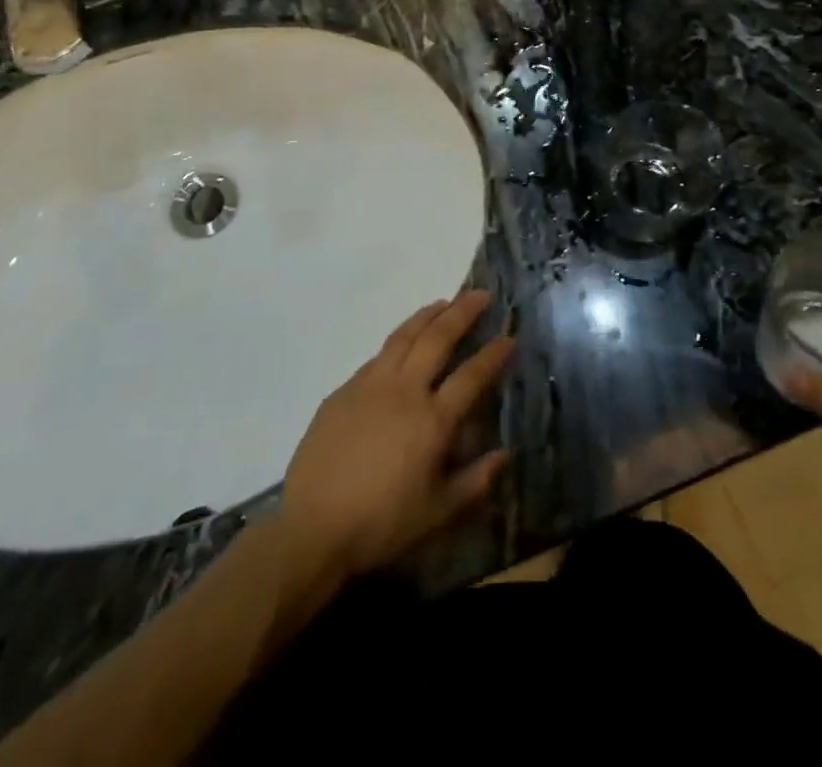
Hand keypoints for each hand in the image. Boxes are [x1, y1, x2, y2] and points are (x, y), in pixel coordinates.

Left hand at [281, 290, 513, 581]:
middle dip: (462, 312)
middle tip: (479, 295)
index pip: (471, 375)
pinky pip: (377, 356)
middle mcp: (403, 390)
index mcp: (432, 420)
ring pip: (403, 336)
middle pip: (437, 338)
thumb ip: (476, 481)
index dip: (493, 354)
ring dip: (427, 315)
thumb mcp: (439, 513)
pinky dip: (397, 341)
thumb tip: (505, 454)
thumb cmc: (382, 524)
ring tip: (443, 302)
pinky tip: (402, 344)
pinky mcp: (343, 391)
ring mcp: (369, 385)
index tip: (509, 336)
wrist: (313, 527)